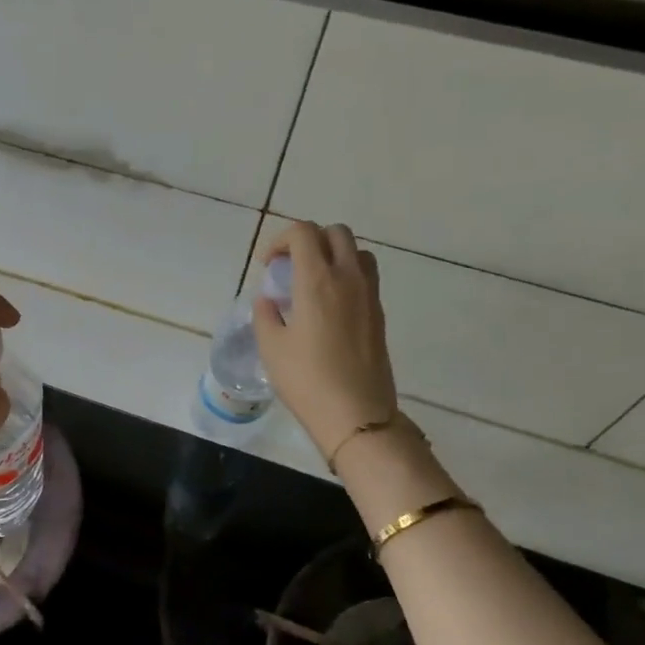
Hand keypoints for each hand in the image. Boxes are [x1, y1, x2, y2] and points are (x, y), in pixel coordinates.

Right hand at [253, 222, 398, 459]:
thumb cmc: (306, 379)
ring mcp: (369, 294)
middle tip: (289, 267)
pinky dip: (345, 275)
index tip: (267, 265)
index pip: (303, 233)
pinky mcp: (378, 312)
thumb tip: (269, 300)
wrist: (356, 412)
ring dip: (332, 254)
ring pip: (356, 251)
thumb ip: (265, 314)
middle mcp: (348, 278)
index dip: (280, 240)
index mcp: (317, 281)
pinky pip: (365, 276)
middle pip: (335, 232)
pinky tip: (328, 305)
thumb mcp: (271, 347)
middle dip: (308, 240)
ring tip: (312, 281)